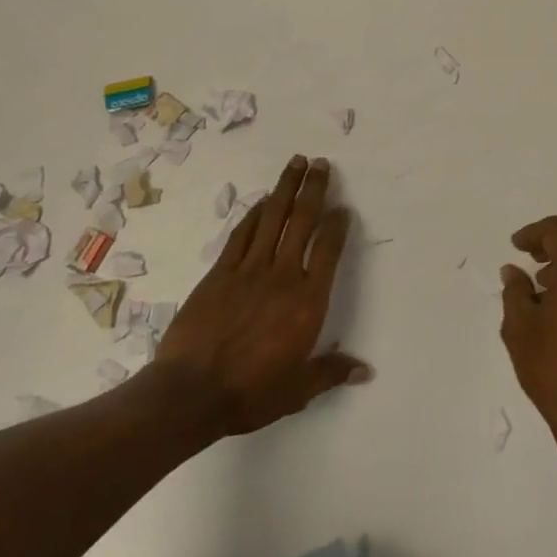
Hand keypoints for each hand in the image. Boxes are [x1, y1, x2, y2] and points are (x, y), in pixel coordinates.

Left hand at [151, 155, 371, 439]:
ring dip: (285, 189)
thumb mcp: (298, 389)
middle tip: (321, 163)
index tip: (343, 208)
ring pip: (273, 219)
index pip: (328, 251)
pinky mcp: (219, 273)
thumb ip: (332, 372)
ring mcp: (248, 270)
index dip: (337, 225)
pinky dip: (254, 214)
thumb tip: (366, 370)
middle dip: (314, 189)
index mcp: (307, 301)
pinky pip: (241, 235)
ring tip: (296, 163)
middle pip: (302, 222)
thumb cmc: (250, 392)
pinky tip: (263, 201)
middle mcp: (282, 276)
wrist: (190, 393)